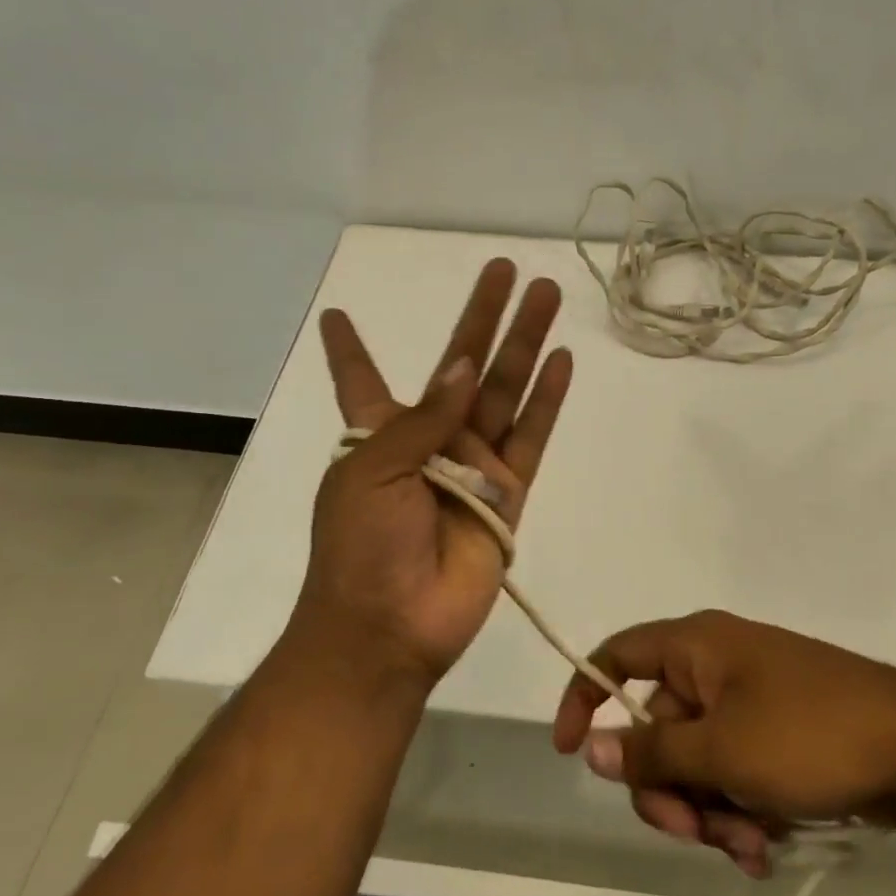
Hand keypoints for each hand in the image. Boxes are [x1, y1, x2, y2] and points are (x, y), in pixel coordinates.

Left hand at [297, 259, 572, 685]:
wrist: (391, 626)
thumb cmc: (361, 545)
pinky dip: (546, 400)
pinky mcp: (508, 495)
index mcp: (378, 432)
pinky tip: (561, 361)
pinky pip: (531, 437)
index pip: (361, 378)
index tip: (335, 314)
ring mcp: (473, 464)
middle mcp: (429, 440)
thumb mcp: (373, 469)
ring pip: (505, 391)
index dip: (350, 348)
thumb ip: (423, 417)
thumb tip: (464, 364)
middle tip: (506, 268)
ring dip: (525, 343)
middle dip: (483, 317)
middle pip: (461, 365)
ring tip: (546, 294)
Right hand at [552, 611, 895, 876]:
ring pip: (698, 759)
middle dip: (670, 789)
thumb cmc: (810, 736)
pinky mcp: (780, 730)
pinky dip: (742, 807)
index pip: (617, 655)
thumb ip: (652, 752)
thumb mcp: (723, 751)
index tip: (571, 752)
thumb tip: (593, 747)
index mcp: (695, 646)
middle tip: (698, 833)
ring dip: (711, 810)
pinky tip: (770, 844)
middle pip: (658, 726)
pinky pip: (735, 768)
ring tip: (751, 845)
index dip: (584, 696)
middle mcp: (716, 664)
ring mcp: (750, 698)